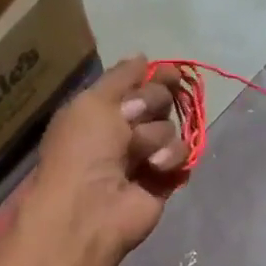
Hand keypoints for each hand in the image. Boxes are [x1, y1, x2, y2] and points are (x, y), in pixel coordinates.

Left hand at [25, 57, 185, 265]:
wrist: (90, 207)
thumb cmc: (83, 150)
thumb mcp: (92, 102)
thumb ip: (120, 77)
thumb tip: (143, 58)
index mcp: (99, 112)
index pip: (135, 84)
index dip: (153, 78)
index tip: (170, 74)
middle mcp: (122, 132)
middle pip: (158, 102)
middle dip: (152, 105)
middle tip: (135, 118)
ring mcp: (144, 158)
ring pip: (170, 129)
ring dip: (155, 137)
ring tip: (140, 156)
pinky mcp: (164, 181)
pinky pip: (182, 157)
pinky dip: (172, 159)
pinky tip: (157, 168)